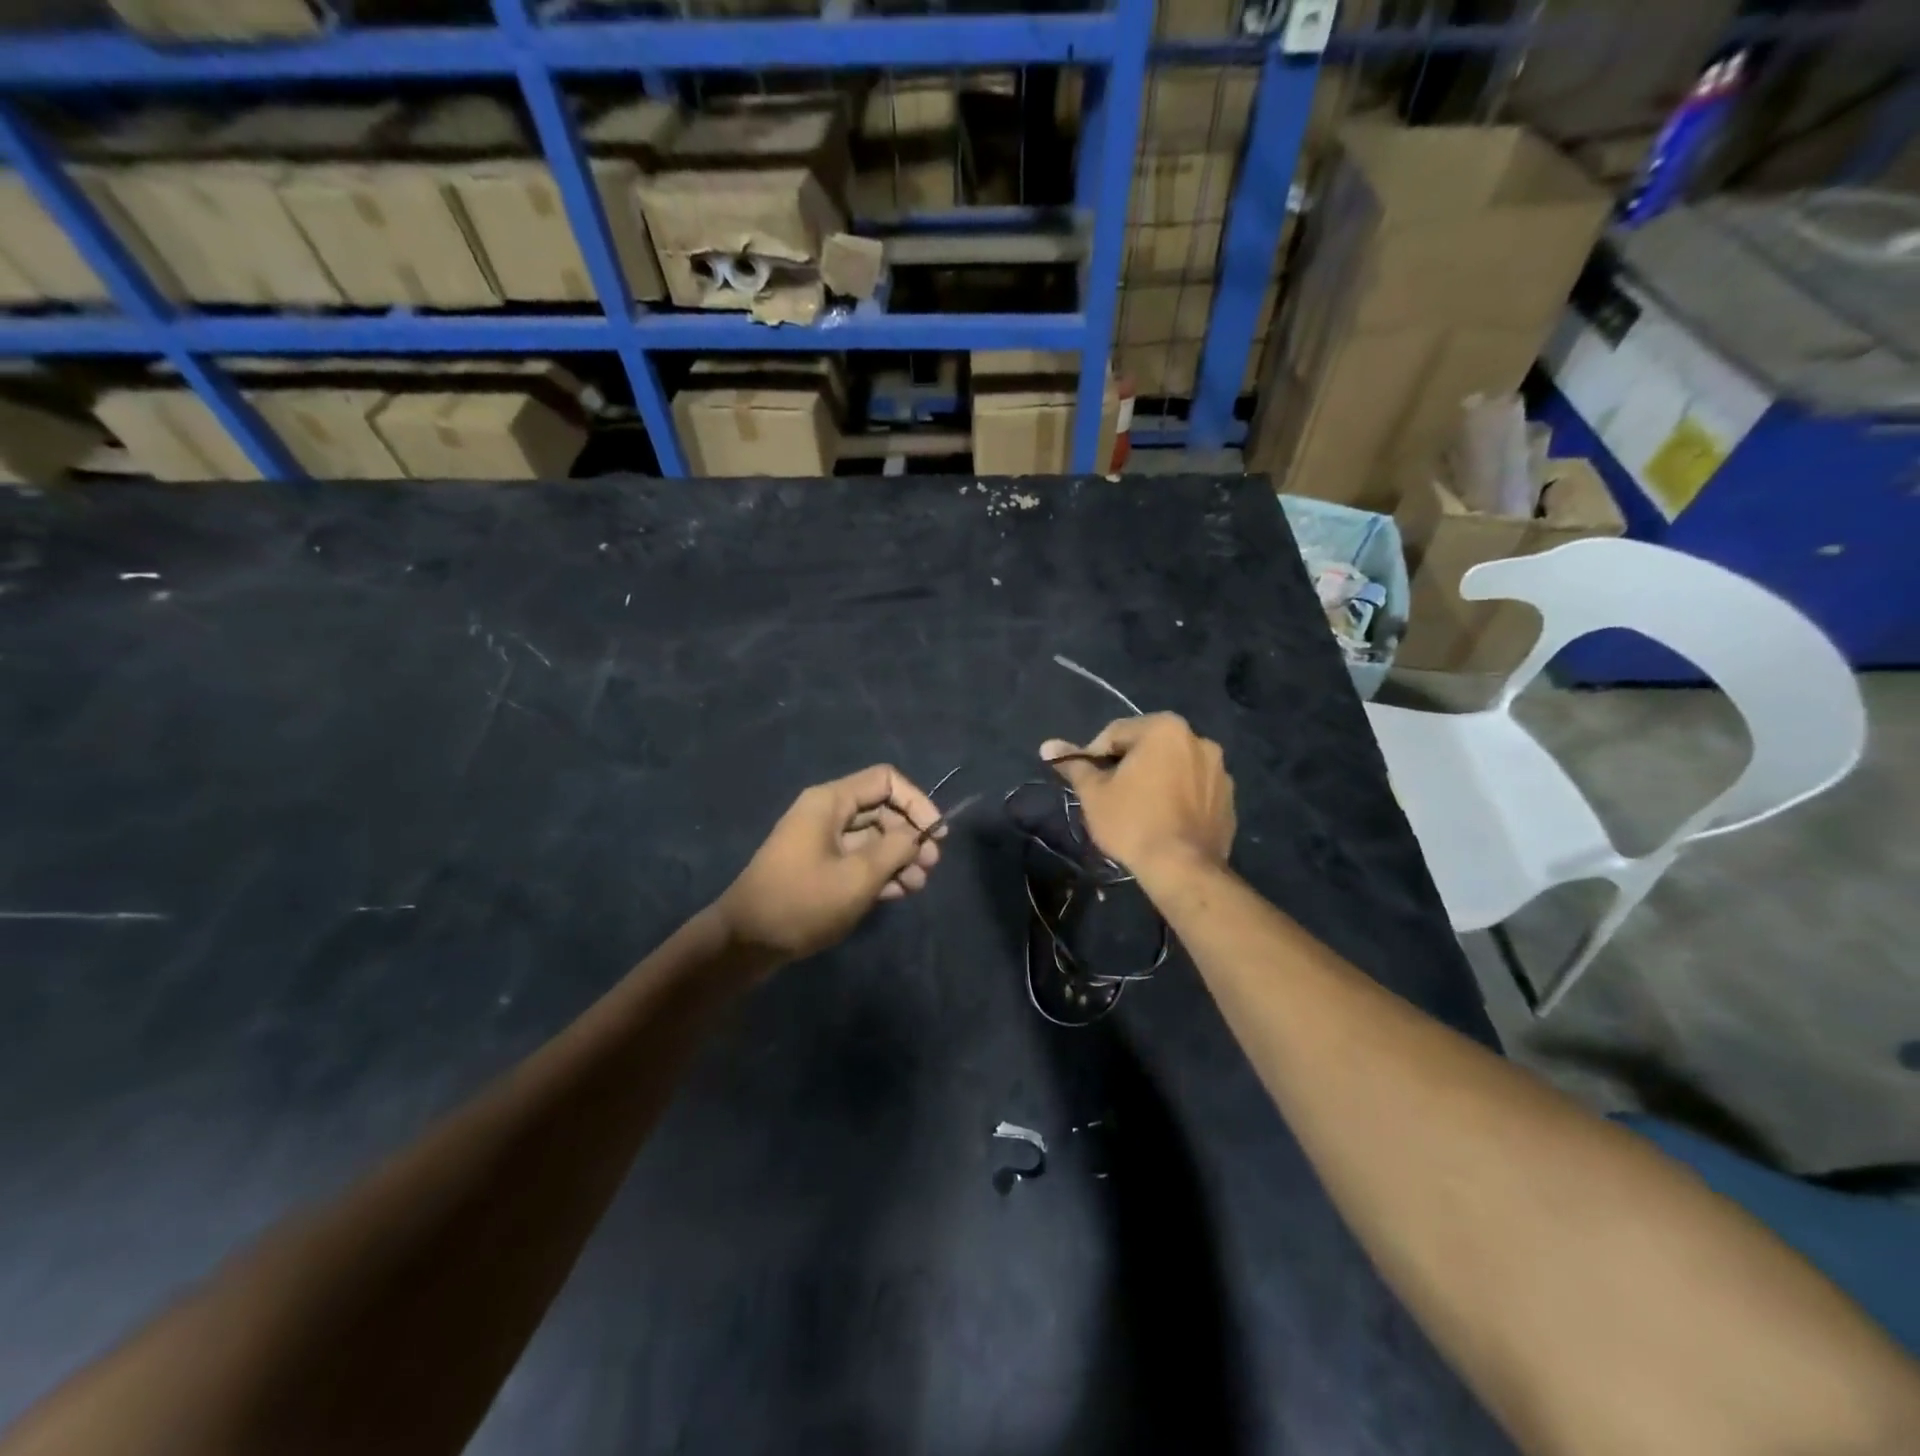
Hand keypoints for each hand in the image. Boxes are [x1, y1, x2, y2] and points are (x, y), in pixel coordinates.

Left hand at [716, 764, 943, 961]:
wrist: (746, 941)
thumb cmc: (802, 902)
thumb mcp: (858, 876)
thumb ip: (895, 849)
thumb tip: (917, 835)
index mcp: (830, 801)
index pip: (886, 781)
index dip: (917, 802)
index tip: (936, 834)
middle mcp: (827, 813)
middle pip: (882, 809)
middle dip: (911, 835)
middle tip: (930, 866)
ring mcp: (822, 841)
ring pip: (873, 837)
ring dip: (899, 857)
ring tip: (918, 886)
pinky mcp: (820, 867)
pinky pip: (858, 859)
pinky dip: (880, 871)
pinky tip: (898, 893)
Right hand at [1041, 714, 1234, 875]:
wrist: (1183, 869)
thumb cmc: (1132, 822)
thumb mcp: (1094, 793)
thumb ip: (1074, 765)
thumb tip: (1047, 747)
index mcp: (1165, 729)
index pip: (1115, 733)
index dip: (1094, 756)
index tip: (1087, 782)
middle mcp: (1199, 739)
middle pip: (1148, 747)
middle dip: (1127, 766)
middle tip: (1110, 796)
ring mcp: (1219, 770)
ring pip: (1173, 767)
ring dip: (1155, 779)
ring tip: (1138, 809)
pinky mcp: (1229, 798)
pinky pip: (1194, 789)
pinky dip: (1177, 796)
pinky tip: (1164, 820)